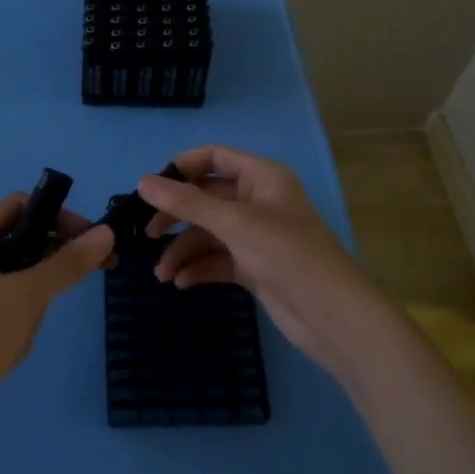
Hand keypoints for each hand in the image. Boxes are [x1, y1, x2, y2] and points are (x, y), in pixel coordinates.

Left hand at [0, 194, 113, 432]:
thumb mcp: (27, 294)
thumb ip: (68, 262)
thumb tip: (107, 232)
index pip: (20, 205)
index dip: (56, 215)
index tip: (88, 238)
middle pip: (23, 240)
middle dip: (53, 260)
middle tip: (92, 271)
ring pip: (21, 277)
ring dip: (36, 298)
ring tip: (28, 327)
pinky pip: (11, 307)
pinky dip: (23, 320)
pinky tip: (16, 346)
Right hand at [139, 146, 380, 375]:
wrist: (332, 316)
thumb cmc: (286, 254)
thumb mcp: (234, 223)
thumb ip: (187, 202)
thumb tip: (142, 182)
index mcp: (261, 176)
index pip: (214, 157)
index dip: (181, 167)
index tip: (150, 187)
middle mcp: (258, 200)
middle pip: (207, 196)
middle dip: (177, 214)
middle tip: (147, 233)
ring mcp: (257, 235)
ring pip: (209, 232)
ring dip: (184, 249)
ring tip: (161, 274)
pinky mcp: (255, 267)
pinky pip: (218, 259)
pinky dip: (199, 268)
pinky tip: (181, 283)